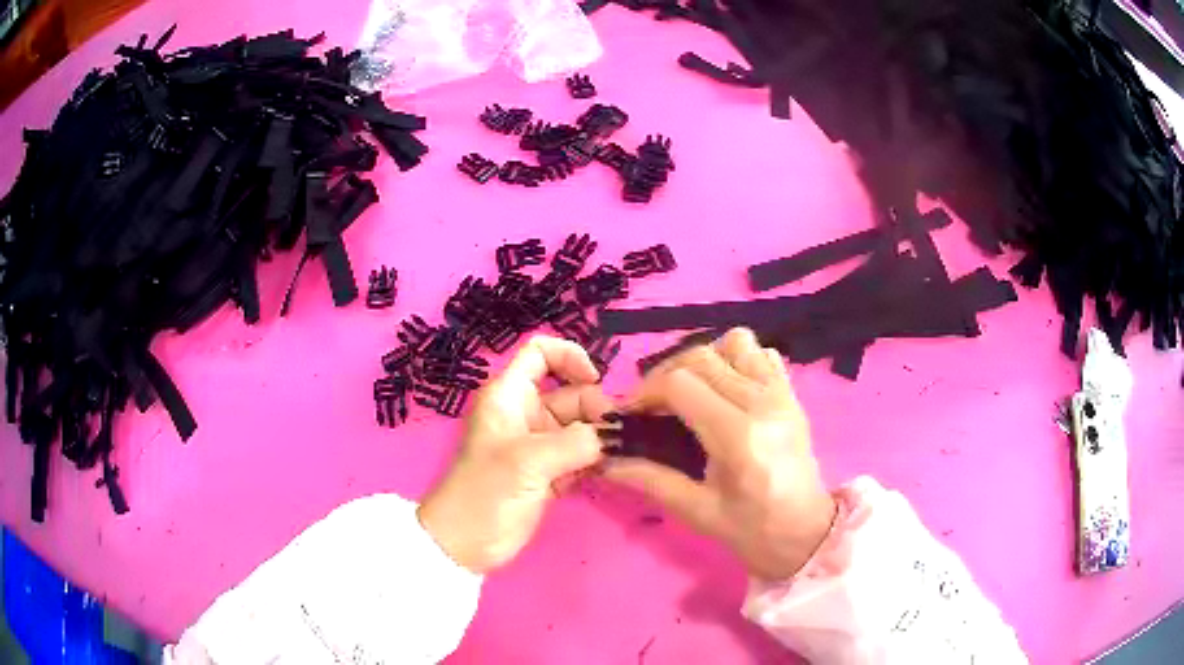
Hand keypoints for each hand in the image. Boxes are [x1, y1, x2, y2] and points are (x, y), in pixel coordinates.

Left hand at [418, 336, 612, 573]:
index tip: (595, 381)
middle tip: (617, 436)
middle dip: (596, 409)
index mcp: (509, 396)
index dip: (570, 357)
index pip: (540, 353)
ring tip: (620, 454)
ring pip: (580, 427)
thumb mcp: (528, 461)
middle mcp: (525, 414)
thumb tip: (614, 435)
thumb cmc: (485, 492)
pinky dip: (595, 460)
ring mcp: (538, 445)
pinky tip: (610, 470)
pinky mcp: (549, 473)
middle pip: (571, 393)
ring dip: (600, 438)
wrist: (466, 543)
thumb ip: (576, 442)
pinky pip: (581, 455)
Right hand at [603, 328, 836, 579]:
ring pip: (734, 343)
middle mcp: (762, 402)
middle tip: (653, 406)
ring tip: (693, 391)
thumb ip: (649, 479)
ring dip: (705, 359)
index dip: (646, 393)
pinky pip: (762, 354)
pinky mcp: (792, 394)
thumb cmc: (751, 530)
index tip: (630, 414)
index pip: (680, 384)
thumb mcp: (696, 511)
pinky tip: (727, 390)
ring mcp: (781, 393)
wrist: (806, 533)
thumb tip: (604, 462)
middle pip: (701, 357)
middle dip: (665, 375)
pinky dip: (738, 360)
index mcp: (737, 435)